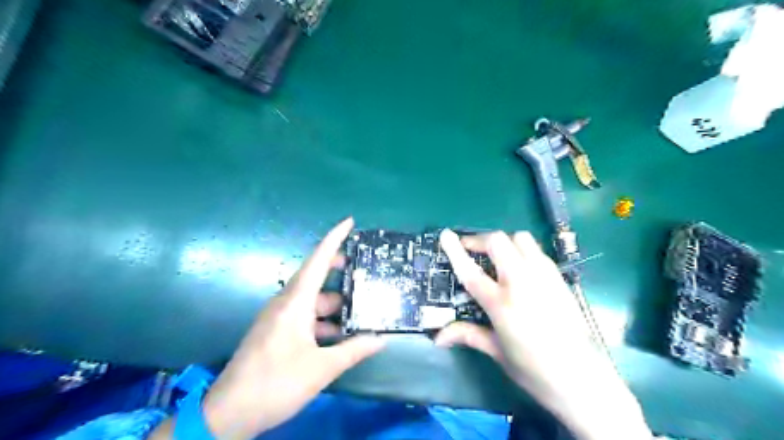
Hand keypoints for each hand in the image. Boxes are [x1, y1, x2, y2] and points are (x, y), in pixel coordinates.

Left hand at [152, 218, 384, 439]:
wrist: (229, 413)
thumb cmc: (276, 383)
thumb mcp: (322, 368)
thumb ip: (354, 350)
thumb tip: (381, 339)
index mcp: (295, 303)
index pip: (317, 260)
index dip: (334, 238)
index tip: (350, 221)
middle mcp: (285, 304)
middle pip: (315, 277)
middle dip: (339, 271)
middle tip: (363, 271)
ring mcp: (279, 318)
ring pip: (312, 301)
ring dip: (334, 304)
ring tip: (360, 310)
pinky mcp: (276, 332)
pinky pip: (304, 316)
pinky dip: (323, 321)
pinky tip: (340, 335)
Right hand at [435, 231, 649, 439]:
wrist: (583, 379)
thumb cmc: (533, 369)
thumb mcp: (496, 352)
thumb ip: (467, 335)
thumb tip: (437, 337)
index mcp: (502, 304)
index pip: (472, 271)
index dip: (456, 250)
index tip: (445, 235)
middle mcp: (522, 282)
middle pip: (498, 242)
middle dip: (480, 240)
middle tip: (472, 250)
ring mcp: (544, 277)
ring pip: (521, 239)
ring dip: (504, 242)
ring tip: (497, 257)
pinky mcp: (559, 278)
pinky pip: (537, 251)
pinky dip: (523, 251)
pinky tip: (520, 269)